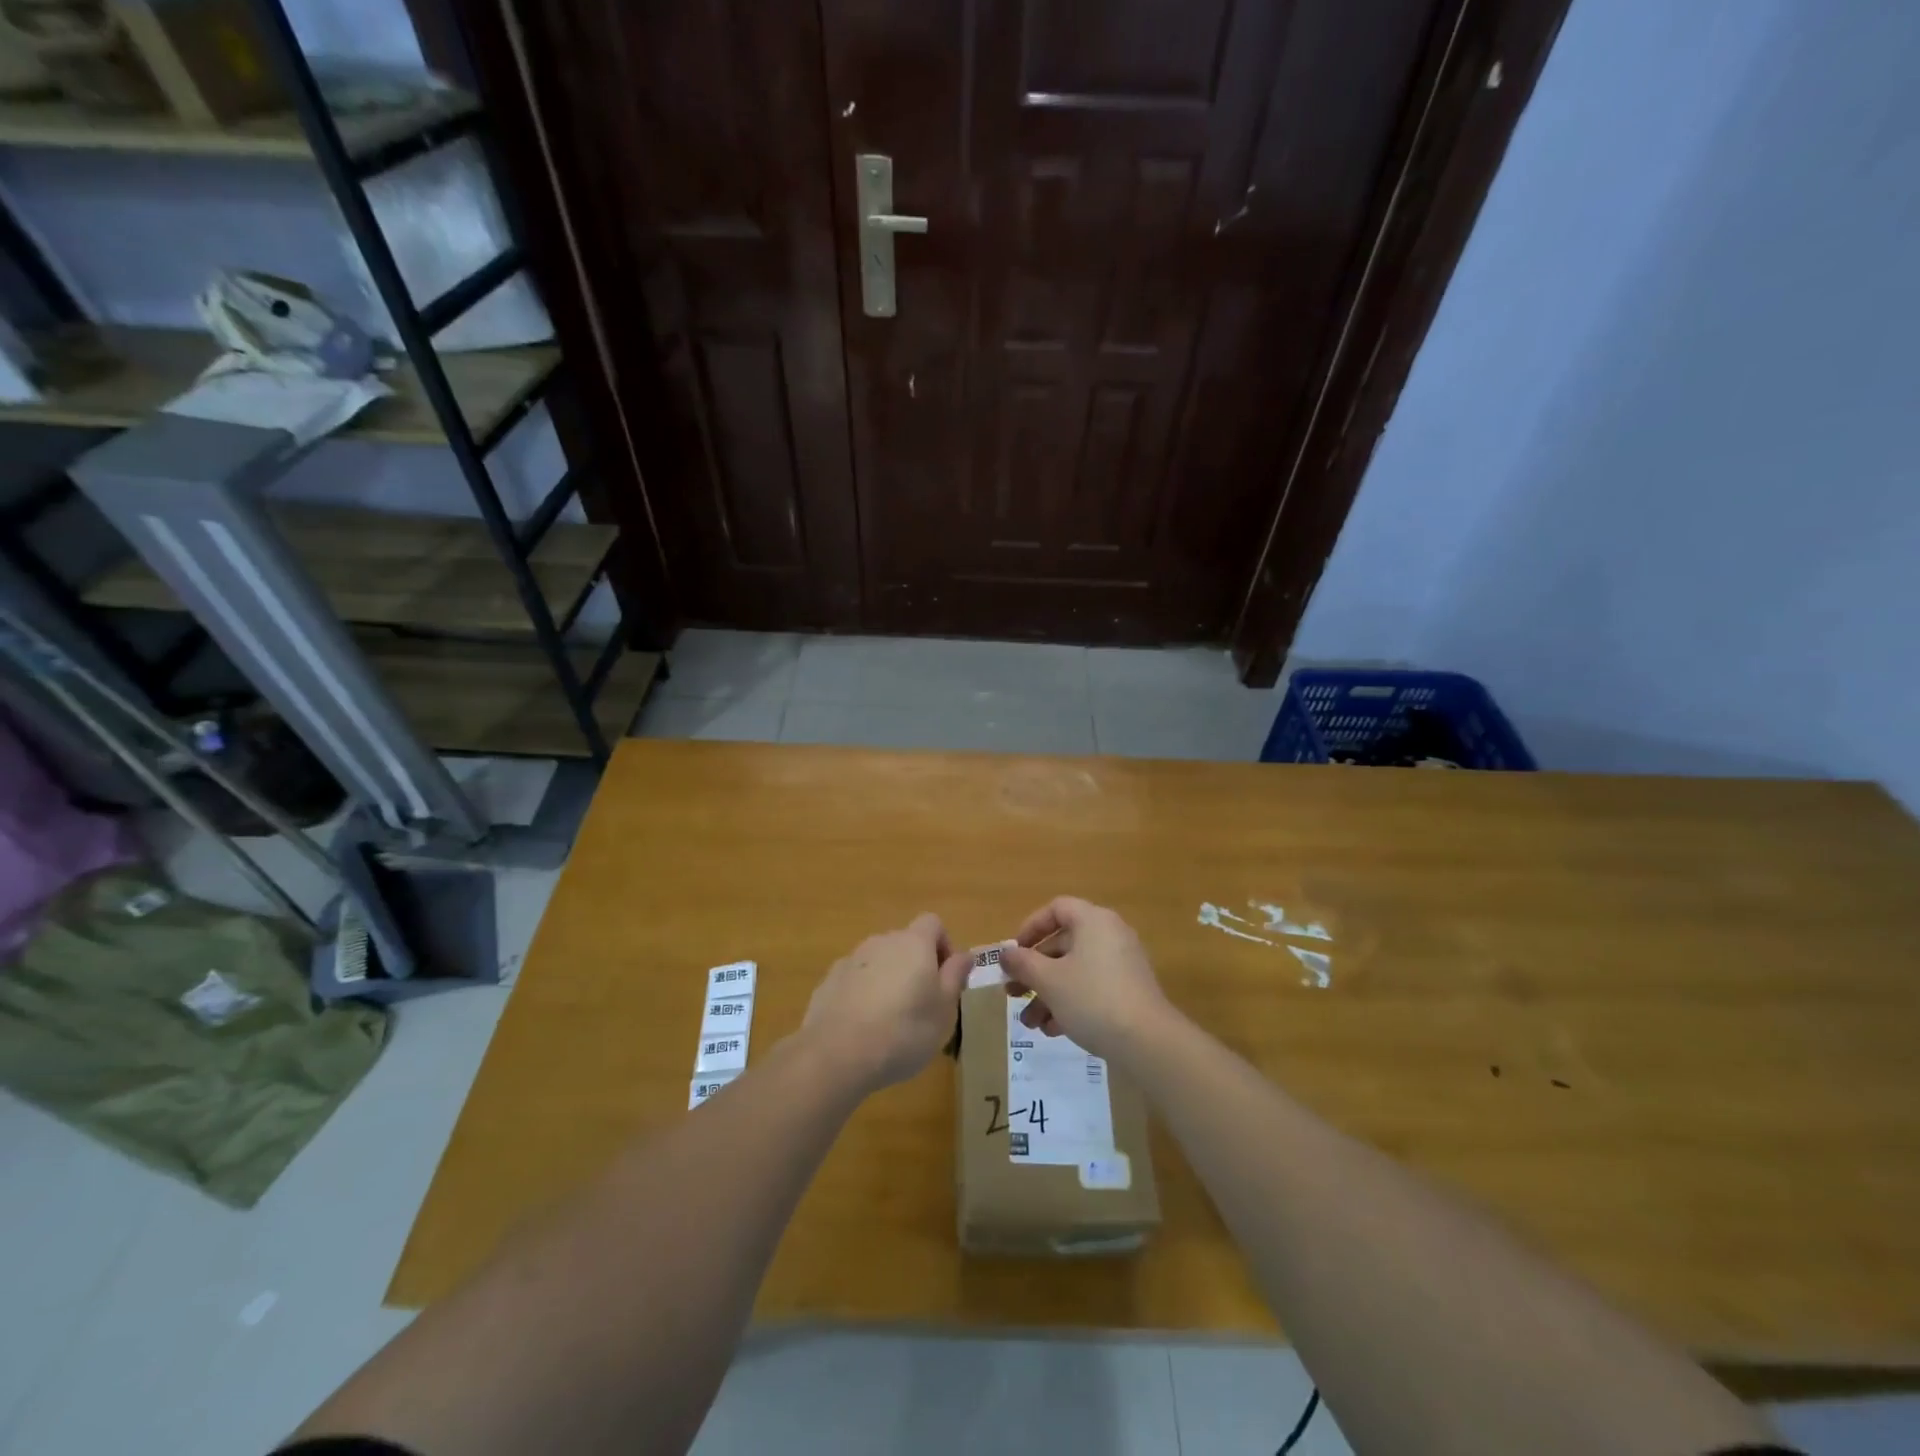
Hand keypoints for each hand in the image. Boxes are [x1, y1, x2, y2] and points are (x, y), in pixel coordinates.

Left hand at [799, 913, 970, 1095]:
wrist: (837, 1054)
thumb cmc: (904, 1031)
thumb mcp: (944, 1009)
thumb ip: (955, 976)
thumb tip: (966, 954)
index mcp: (914, 943)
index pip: (933, 923)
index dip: (944, 945)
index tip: (946, 978)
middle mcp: (881, 941)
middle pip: (905, 943)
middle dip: (915, 966)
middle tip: (922, 1005)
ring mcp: (851, 960)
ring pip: (879, 962)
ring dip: (888, 980)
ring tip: (890, 1021)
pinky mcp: (829, 981)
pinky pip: (855, 980)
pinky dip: (863, 994)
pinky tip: (862, 1028)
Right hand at [998, 897, 1174, 1061]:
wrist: (1147, 1042)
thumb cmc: (1091, 998)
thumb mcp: (1048, 980)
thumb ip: (1022, 963)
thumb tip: (1005, 953)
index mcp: (1093, 921)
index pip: (1056, 909)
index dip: (1031, 927)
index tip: (1014, 953)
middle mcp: (1110, 935)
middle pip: (1063, 944)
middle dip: (1034, 972)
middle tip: (1013, 993)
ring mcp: (1122, 964)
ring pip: (1075, 971)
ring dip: (1048, 994)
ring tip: (1030, 1023)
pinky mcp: (1129, 991)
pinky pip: (1092, 988)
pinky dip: (1070, 1003)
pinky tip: (1053, 1031)